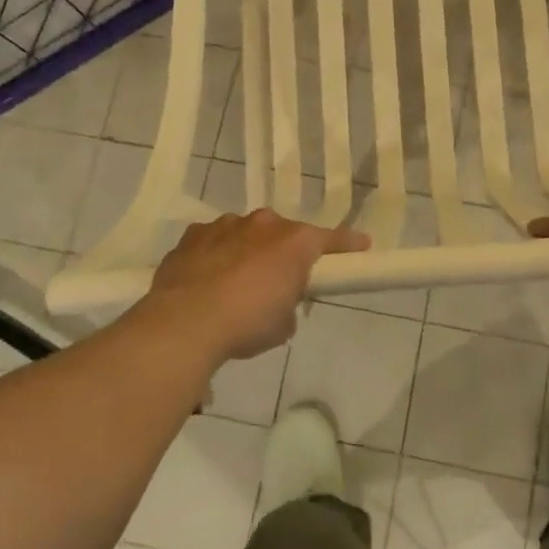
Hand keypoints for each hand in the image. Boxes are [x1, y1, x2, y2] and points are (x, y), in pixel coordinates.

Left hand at [147, 209, 369, 360]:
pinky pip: (214, 241)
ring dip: (249, 251)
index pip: (331, 239)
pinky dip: (216, 255)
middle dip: (285, 252)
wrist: (186, 322)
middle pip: (284, 233)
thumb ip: (289, 304)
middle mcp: (263, 224)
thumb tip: (277, 302)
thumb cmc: (247, 323)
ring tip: (238, 283)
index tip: (362, 245)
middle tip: (282, 279)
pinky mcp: (193, 236)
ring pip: (246, 233)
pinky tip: (208, 279)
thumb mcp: (284, 324)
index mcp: (294, 242)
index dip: (348, 244)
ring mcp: (225, 225)